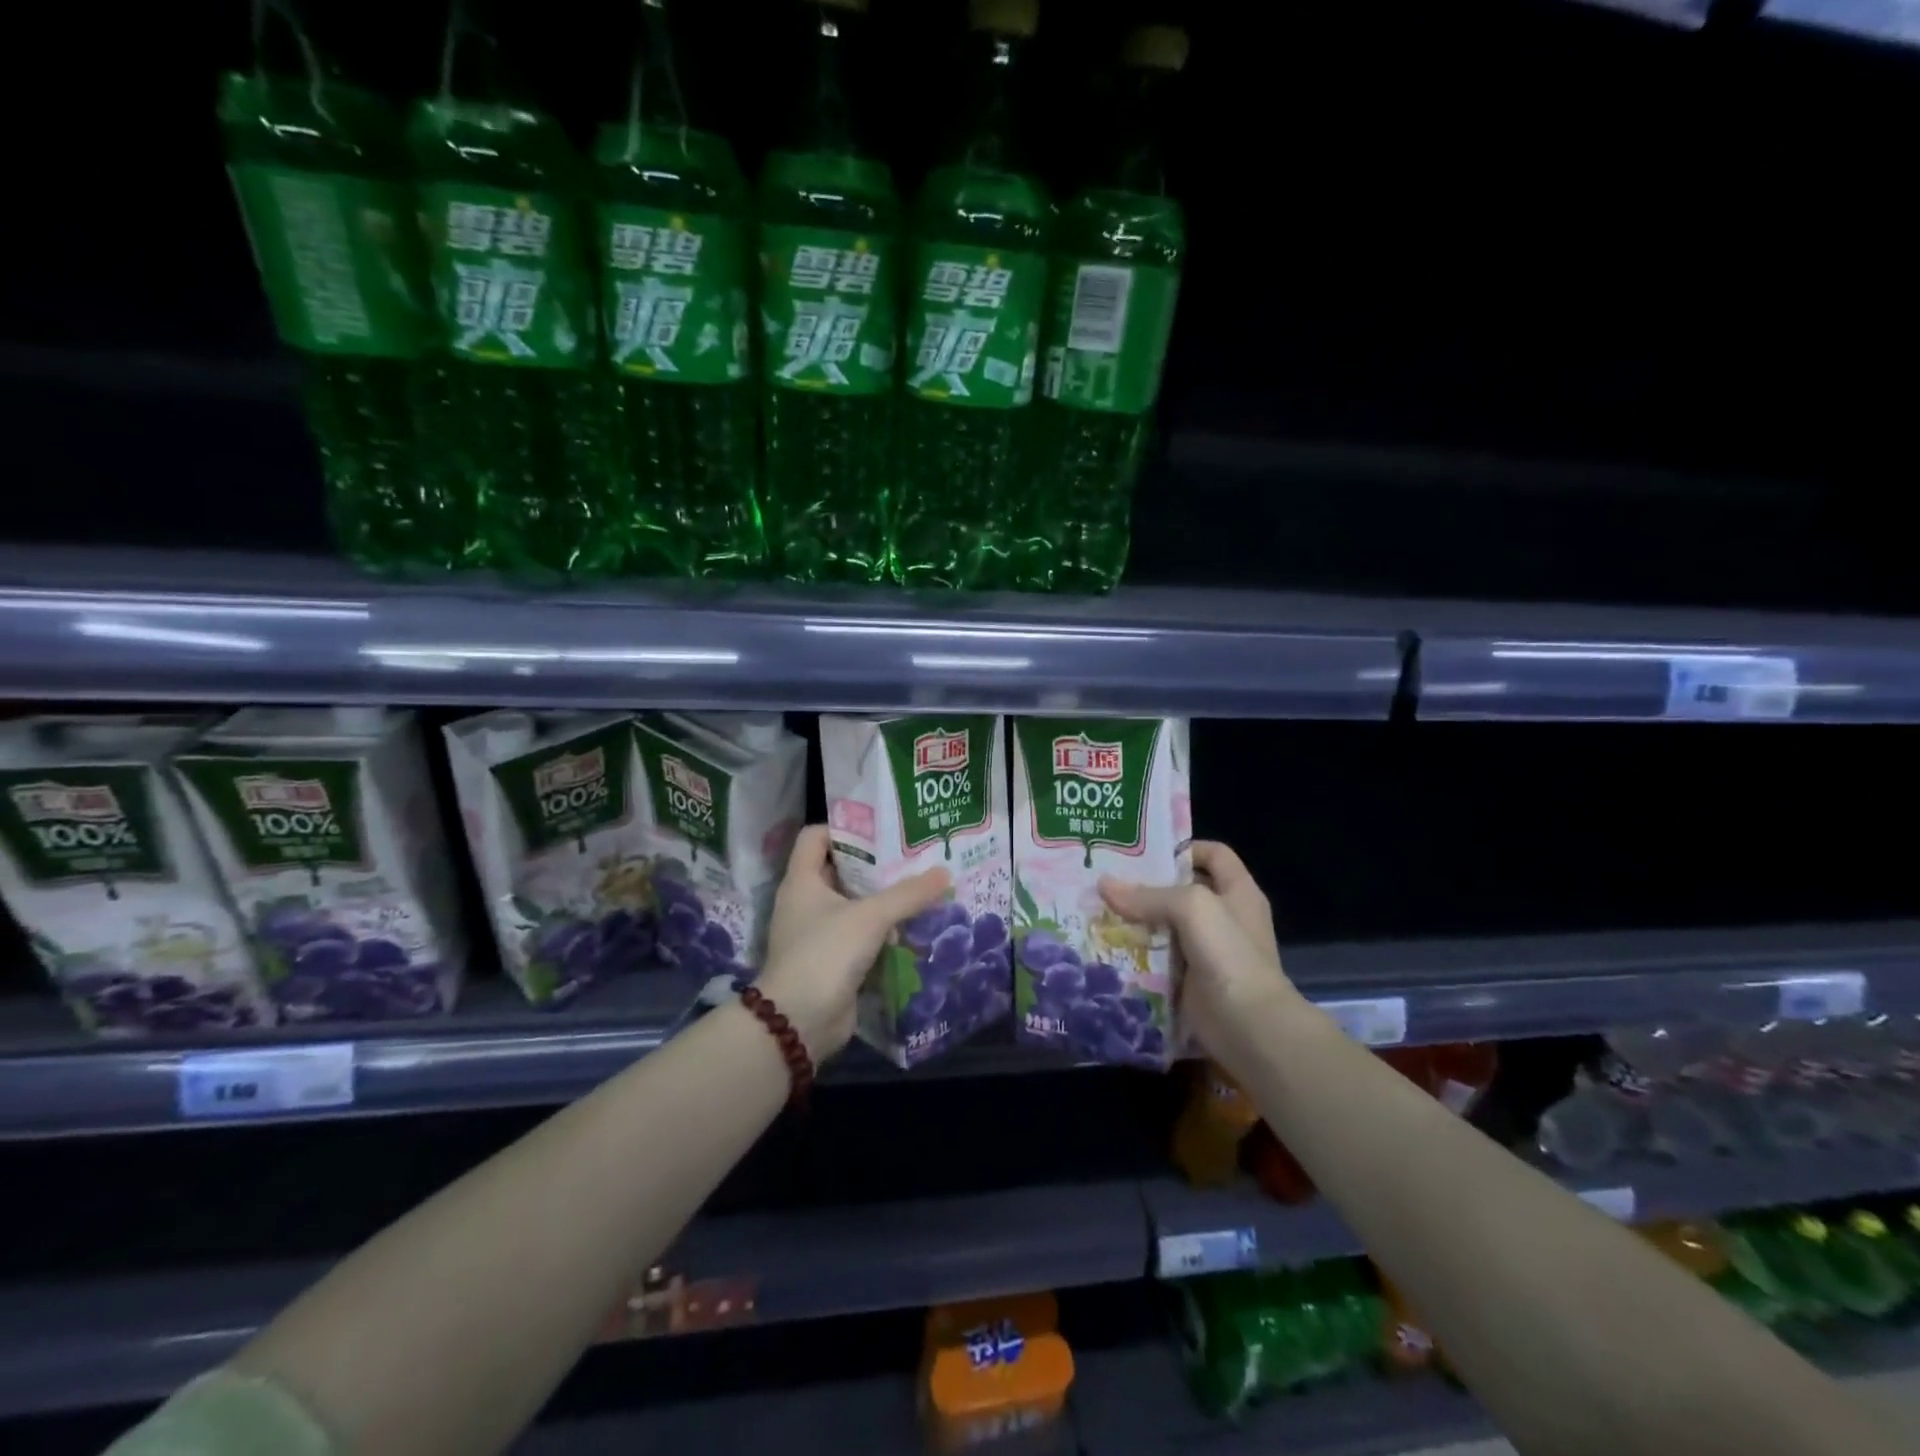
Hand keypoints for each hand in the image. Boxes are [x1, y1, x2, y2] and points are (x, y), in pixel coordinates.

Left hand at [757, 825, 949, 1059]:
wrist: (799, 1022)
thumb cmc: (826, 953)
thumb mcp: (870, 917)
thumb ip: (908, 894)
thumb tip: (945, 872)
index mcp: (802, 880)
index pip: (816, 836)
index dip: (845, 828)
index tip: (882, 829)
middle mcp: (806, 902)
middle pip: (841, 870)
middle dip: (875, 864)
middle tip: (913, 856)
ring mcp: (818, 933)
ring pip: (854, 905)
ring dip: (883, 899)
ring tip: (920, 888)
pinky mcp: (833, 961)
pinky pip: (861, 935)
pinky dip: (882, 930)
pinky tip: (912, 926)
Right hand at [1100, 841, 1302, 1067]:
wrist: (1249, 1026)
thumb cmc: (1229, 954)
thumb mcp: (1193, 908)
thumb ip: (1149, 895)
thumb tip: (1104, 885)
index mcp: (1238, 891)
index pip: (1213, 854)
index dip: (1182, 847)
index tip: (1142, 851)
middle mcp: (1224, 916)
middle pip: (1182, 889)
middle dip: (1147, 885)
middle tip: (1107, 879)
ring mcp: (1207, 950)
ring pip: (1166, 925)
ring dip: (1137, 919)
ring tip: (1099, 909)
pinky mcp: (1190, 979)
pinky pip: (1159, 957)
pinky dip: (1137, 951)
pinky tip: (1109, 944)